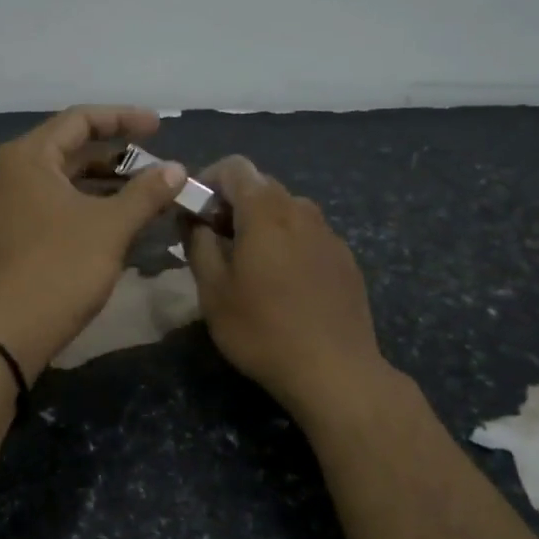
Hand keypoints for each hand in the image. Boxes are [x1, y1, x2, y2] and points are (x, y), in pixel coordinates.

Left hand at [0, 106, 188, 375]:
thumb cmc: (60, 269)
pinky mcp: (12, 232)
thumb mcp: (111, 227)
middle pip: (71, 149)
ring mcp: (8, 204)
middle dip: (117, 155)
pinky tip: (119, 220)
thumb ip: (147, 192)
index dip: (123, 119)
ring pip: (65, 180)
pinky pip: (55, 203)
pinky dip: (88, 205)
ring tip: (147, 193)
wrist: (8, 333)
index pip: (80, 120)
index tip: (159, 127)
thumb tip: (177, 168)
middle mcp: (11, 172)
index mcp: (28, 157)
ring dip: (106, 183)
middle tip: (156, 164)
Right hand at [183, 157, 391, 417]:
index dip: (208, 180)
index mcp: (265, 212)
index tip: (195, 212)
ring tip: (250, 265)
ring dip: (262, 224)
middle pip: (262, 186)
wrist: (335, 371)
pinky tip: (285, 285)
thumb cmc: (262, 330)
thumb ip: (198, 244)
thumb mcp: (213, 291)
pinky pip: (309, 235)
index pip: (234, 167)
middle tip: (216, 242)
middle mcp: (301, 210)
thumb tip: (192, 218)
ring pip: (287, 210)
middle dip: (233, 204)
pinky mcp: (345, 258)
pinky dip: (289, 243)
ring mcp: (329, 234)